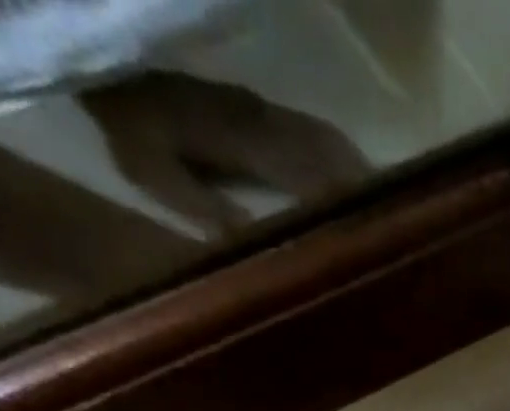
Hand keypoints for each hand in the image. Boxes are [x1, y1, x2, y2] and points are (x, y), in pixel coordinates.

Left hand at [83, 71, 373, 236]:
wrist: (109, 70)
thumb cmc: (131, 127)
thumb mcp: (153, 173)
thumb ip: (205, 207)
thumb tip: (260, 242)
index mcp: (245, 138)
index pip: (309, 170)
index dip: (347, 201)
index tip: (378, 232)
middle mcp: (264, 120)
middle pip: (330, 153)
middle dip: (367, 190)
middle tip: (400, 229)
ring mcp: (266, 111)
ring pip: (328, 141)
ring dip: (359, 175)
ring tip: (388, 213)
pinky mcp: (263, 111)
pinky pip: (315, 135)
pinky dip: (342, 161)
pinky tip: (355, 183)